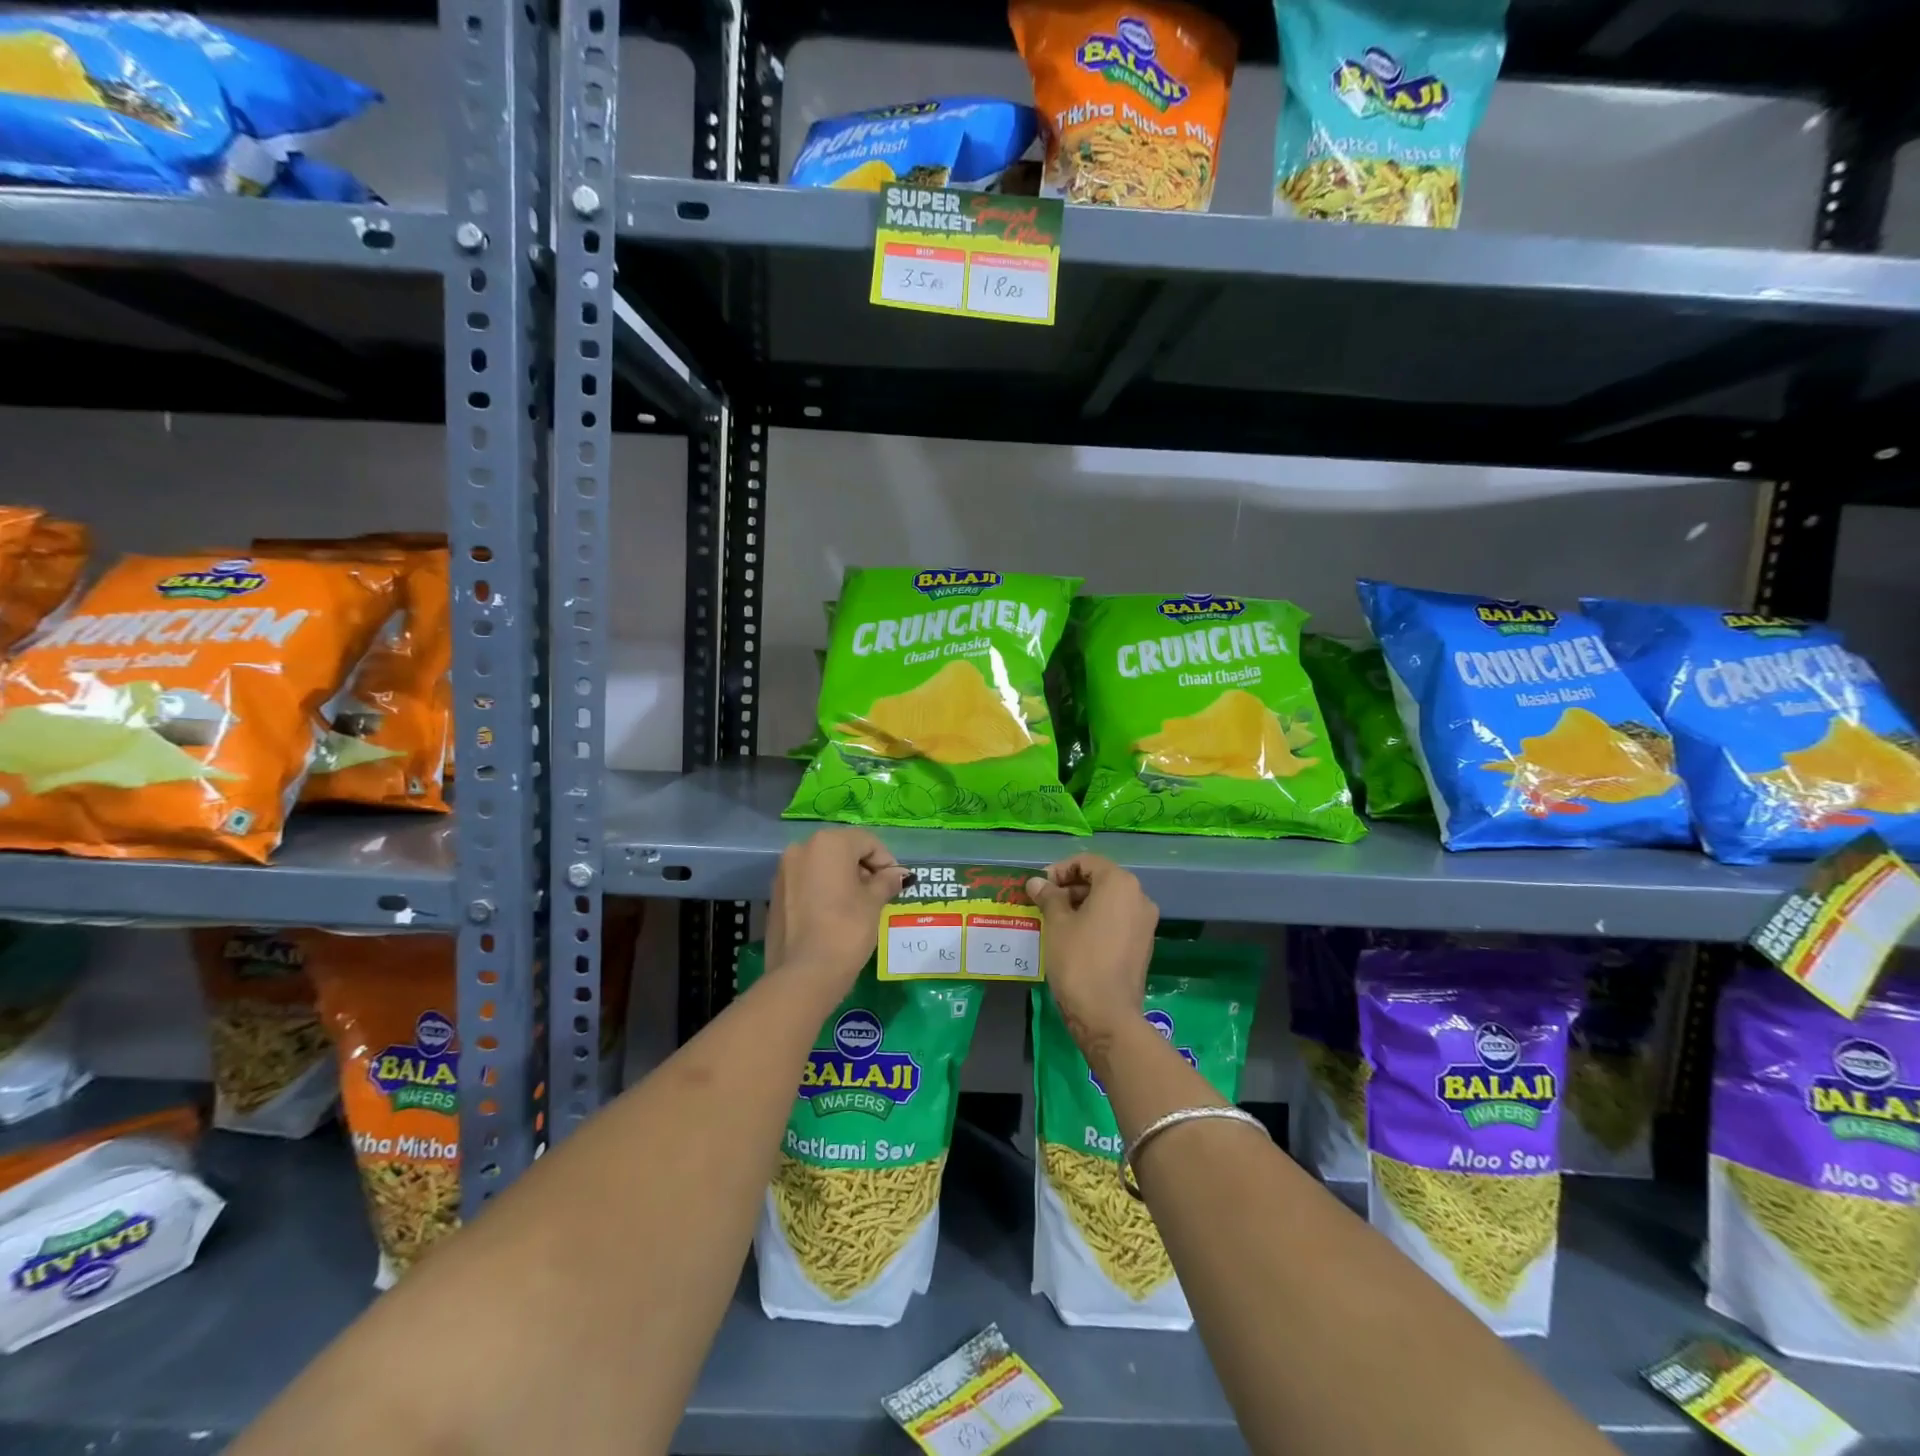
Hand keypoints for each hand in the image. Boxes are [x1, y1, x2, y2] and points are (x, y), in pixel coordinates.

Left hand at [766, 828, 907, 993]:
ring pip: (823, 865)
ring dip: (844, 879)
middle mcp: (802, 848)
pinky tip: (836, 914)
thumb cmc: (846, 929)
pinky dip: (824, 890)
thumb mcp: (873, 903)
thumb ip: (886, 881)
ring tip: (859, 906)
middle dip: (864, 869)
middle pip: (843, 850)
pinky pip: (807, 882)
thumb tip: (900, 875)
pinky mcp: (776, 894)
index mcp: (829, 843)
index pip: (867, 842)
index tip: (896, 885)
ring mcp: (784, 871)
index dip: (887, 862)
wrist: (803, 974)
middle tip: (880, 895)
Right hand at [1026, 855, 1157, 1059]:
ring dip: (1082, 904)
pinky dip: (1096, 920)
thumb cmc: (1079, 960)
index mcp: (1120, 884)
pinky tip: (1074, 937)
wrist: (1107, 1014)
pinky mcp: (1143, 944)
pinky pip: (1117, 920)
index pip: (1087, 862)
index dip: (1060, 870)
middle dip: (1070, 887)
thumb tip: (1036, 882)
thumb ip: (1049, 896)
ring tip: (1055, 920)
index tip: (1040, 887)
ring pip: (1109, 901)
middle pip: (1101, 879)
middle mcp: (1139, 897)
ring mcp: (1145, 922)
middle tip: (1044, 903)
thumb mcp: (1057, 923)